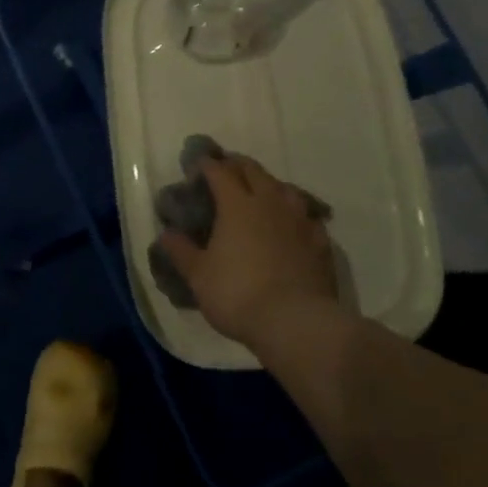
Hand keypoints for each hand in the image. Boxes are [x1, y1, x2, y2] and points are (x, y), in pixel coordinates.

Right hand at [156, 155, 337, 349]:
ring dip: (269, 184)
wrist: (295, 321)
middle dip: (237, 165)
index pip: (220, 172)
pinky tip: (293, 223)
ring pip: (284, 187)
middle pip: (253, 171)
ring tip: (261, 192)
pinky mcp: (321, 241)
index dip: (207, 165)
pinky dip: (295, 212)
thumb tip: (166, 233)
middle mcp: (269, 202)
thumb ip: (181, 251)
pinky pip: (307, 215)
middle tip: (225, 169)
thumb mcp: (198, 275)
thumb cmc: (238, 293)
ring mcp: (299, 219)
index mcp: (236, 204)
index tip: (197, 165)